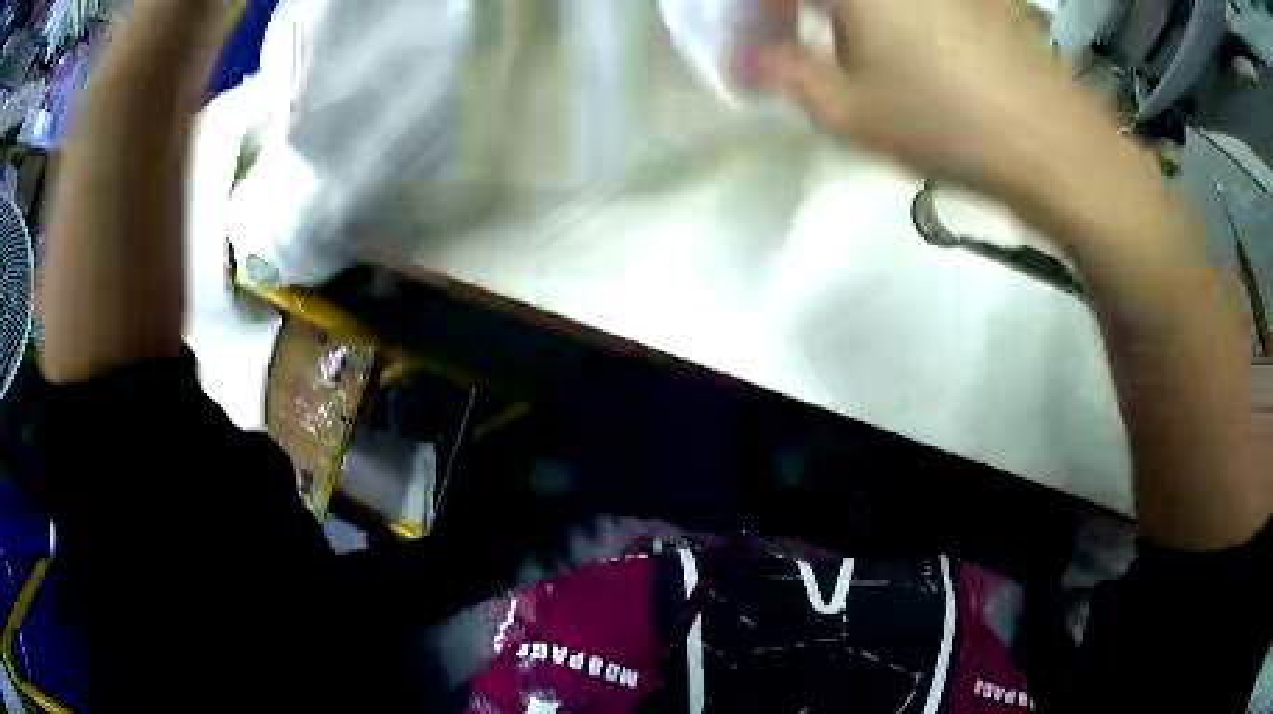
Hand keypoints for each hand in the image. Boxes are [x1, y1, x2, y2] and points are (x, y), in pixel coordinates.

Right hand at [759, 0, 1099, 192]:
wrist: (1051, 143)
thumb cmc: (944, 120)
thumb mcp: (847, 108)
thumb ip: (785, 73)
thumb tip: (748, 63)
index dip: (757, 13)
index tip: (751, 47)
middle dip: (791, 8)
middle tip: (787, 42)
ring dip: (839, 12)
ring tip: (839, 47)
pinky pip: (912, 2)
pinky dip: (884, 15)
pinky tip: (895, 46)